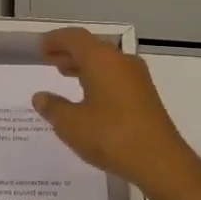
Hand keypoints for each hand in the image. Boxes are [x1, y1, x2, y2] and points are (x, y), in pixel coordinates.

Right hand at [32, 27, 200, 199]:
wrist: (160, 161)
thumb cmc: (110, 136)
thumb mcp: (71, 124)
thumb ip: (53, 107)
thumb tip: (40, 97)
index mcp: (101, 60)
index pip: (75, 38)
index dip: (55, 40)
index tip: (40, 48)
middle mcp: (121, 62)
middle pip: (92, 47)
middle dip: (69, 52)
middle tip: (49, 60)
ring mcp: (137, 78)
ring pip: (105, 62)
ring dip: (84, 65)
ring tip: (64, 74)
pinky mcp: (145, 95)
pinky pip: (116, 76)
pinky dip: (98, 78)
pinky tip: (89, 96)